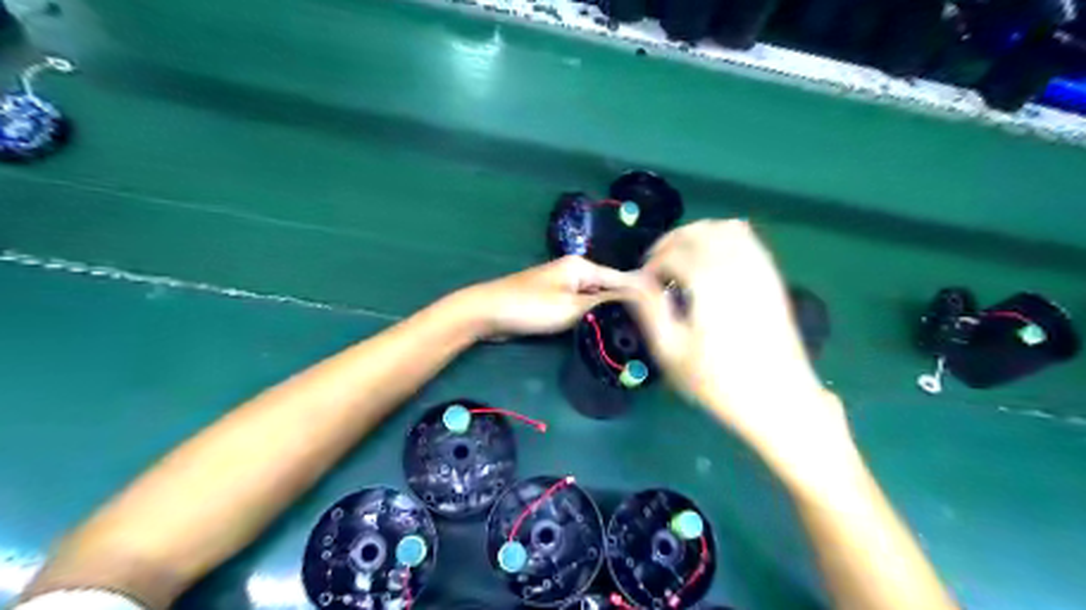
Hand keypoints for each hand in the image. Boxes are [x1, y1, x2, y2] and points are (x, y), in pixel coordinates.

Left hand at [459, 252, 632, 336]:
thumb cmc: (531, 306)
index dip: (640, 292)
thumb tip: (637, 298)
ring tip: (631, 331)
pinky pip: (579, 307)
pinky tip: (602, 330)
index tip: (661, 309)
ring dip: (606, 313)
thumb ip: (605, 302)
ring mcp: (563, 286)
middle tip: (647, 327)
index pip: (621, 277)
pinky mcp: (554, 301)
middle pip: (608, 288)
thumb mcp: (572, 307)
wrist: (488, 312)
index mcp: (582, 266)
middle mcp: (575, 272)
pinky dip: (589, 317)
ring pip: (594, 300)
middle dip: (624, 305)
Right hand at [630, 219, 856, 479]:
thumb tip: (633, 281)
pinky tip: (712, 259)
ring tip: (681, 259)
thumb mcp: (672, 352)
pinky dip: (725, 237)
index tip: (642, 284)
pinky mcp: (772, 277)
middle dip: (671, 242)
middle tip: (656, 267)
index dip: (651, 263)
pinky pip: (749, 239)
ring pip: (724, 228)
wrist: (779, 399)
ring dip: (697, 235)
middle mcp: (736, 266)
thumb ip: (649, 309)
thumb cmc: (719, 381)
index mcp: (708, 284)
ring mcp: (759, 268)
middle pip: (698, 231)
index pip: (672, 253)